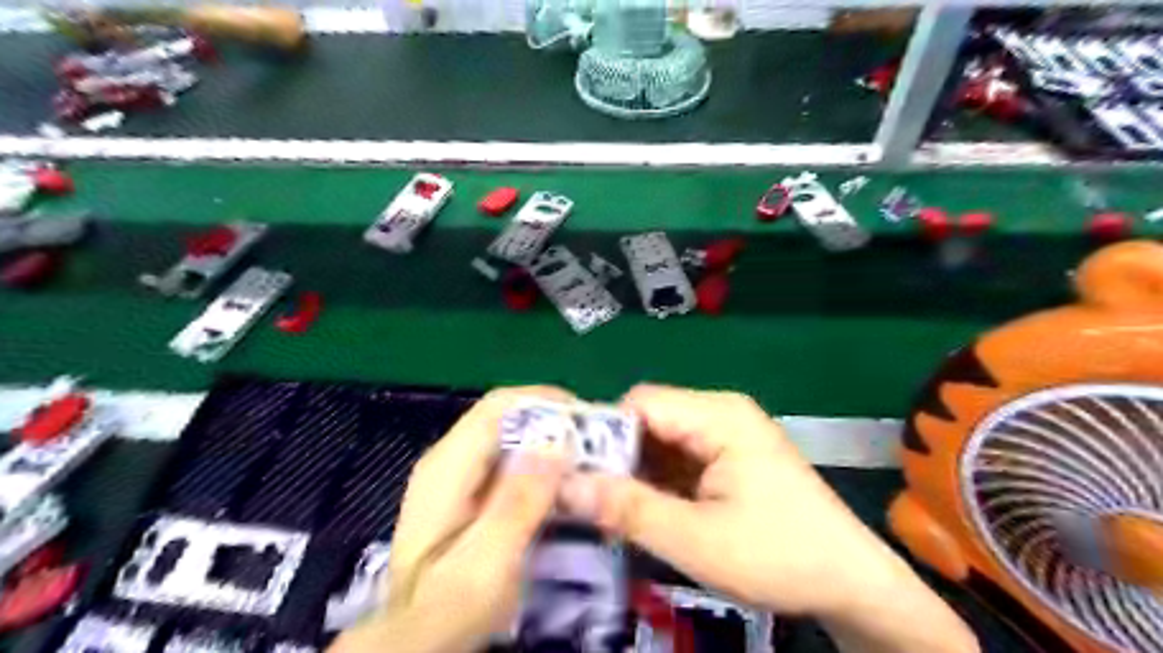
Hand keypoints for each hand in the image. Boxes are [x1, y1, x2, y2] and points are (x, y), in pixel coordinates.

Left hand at [331, 388, 570, 652]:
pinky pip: (509, 460)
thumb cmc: (449, 607)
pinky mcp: (467, 492)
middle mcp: (449, 459)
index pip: (500, 406)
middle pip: (506, 416)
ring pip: (510, 436)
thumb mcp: (487, 562)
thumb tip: (556, 441)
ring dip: (550, 442)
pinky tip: (562, 485)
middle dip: (554, 422)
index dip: (546, 401)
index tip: (590, 420)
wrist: (417, 638)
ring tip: (588, 463)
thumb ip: (518, 502)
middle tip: (597, 446)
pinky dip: (539, 463)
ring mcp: (457, 475)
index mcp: (447, 466)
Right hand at [557, 382, 972, 651]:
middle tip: (587, 498)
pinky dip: (656, 481)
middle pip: (648, 419)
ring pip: (659, 440)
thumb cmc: (780, 556)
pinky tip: (644, 510)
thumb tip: (563, 487)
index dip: (602, 433)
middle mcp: (720, 412)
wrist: (851, 583)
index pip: (640, 403)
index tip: (572, 472)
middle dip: (616, 457)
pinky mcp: (728, 456)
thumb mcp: (696, 540)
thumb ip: (629, 509)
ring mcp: (726, 434)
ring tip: (609, 509)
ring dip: (635, 472)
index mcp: (719, 416)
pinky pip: (677, 457)